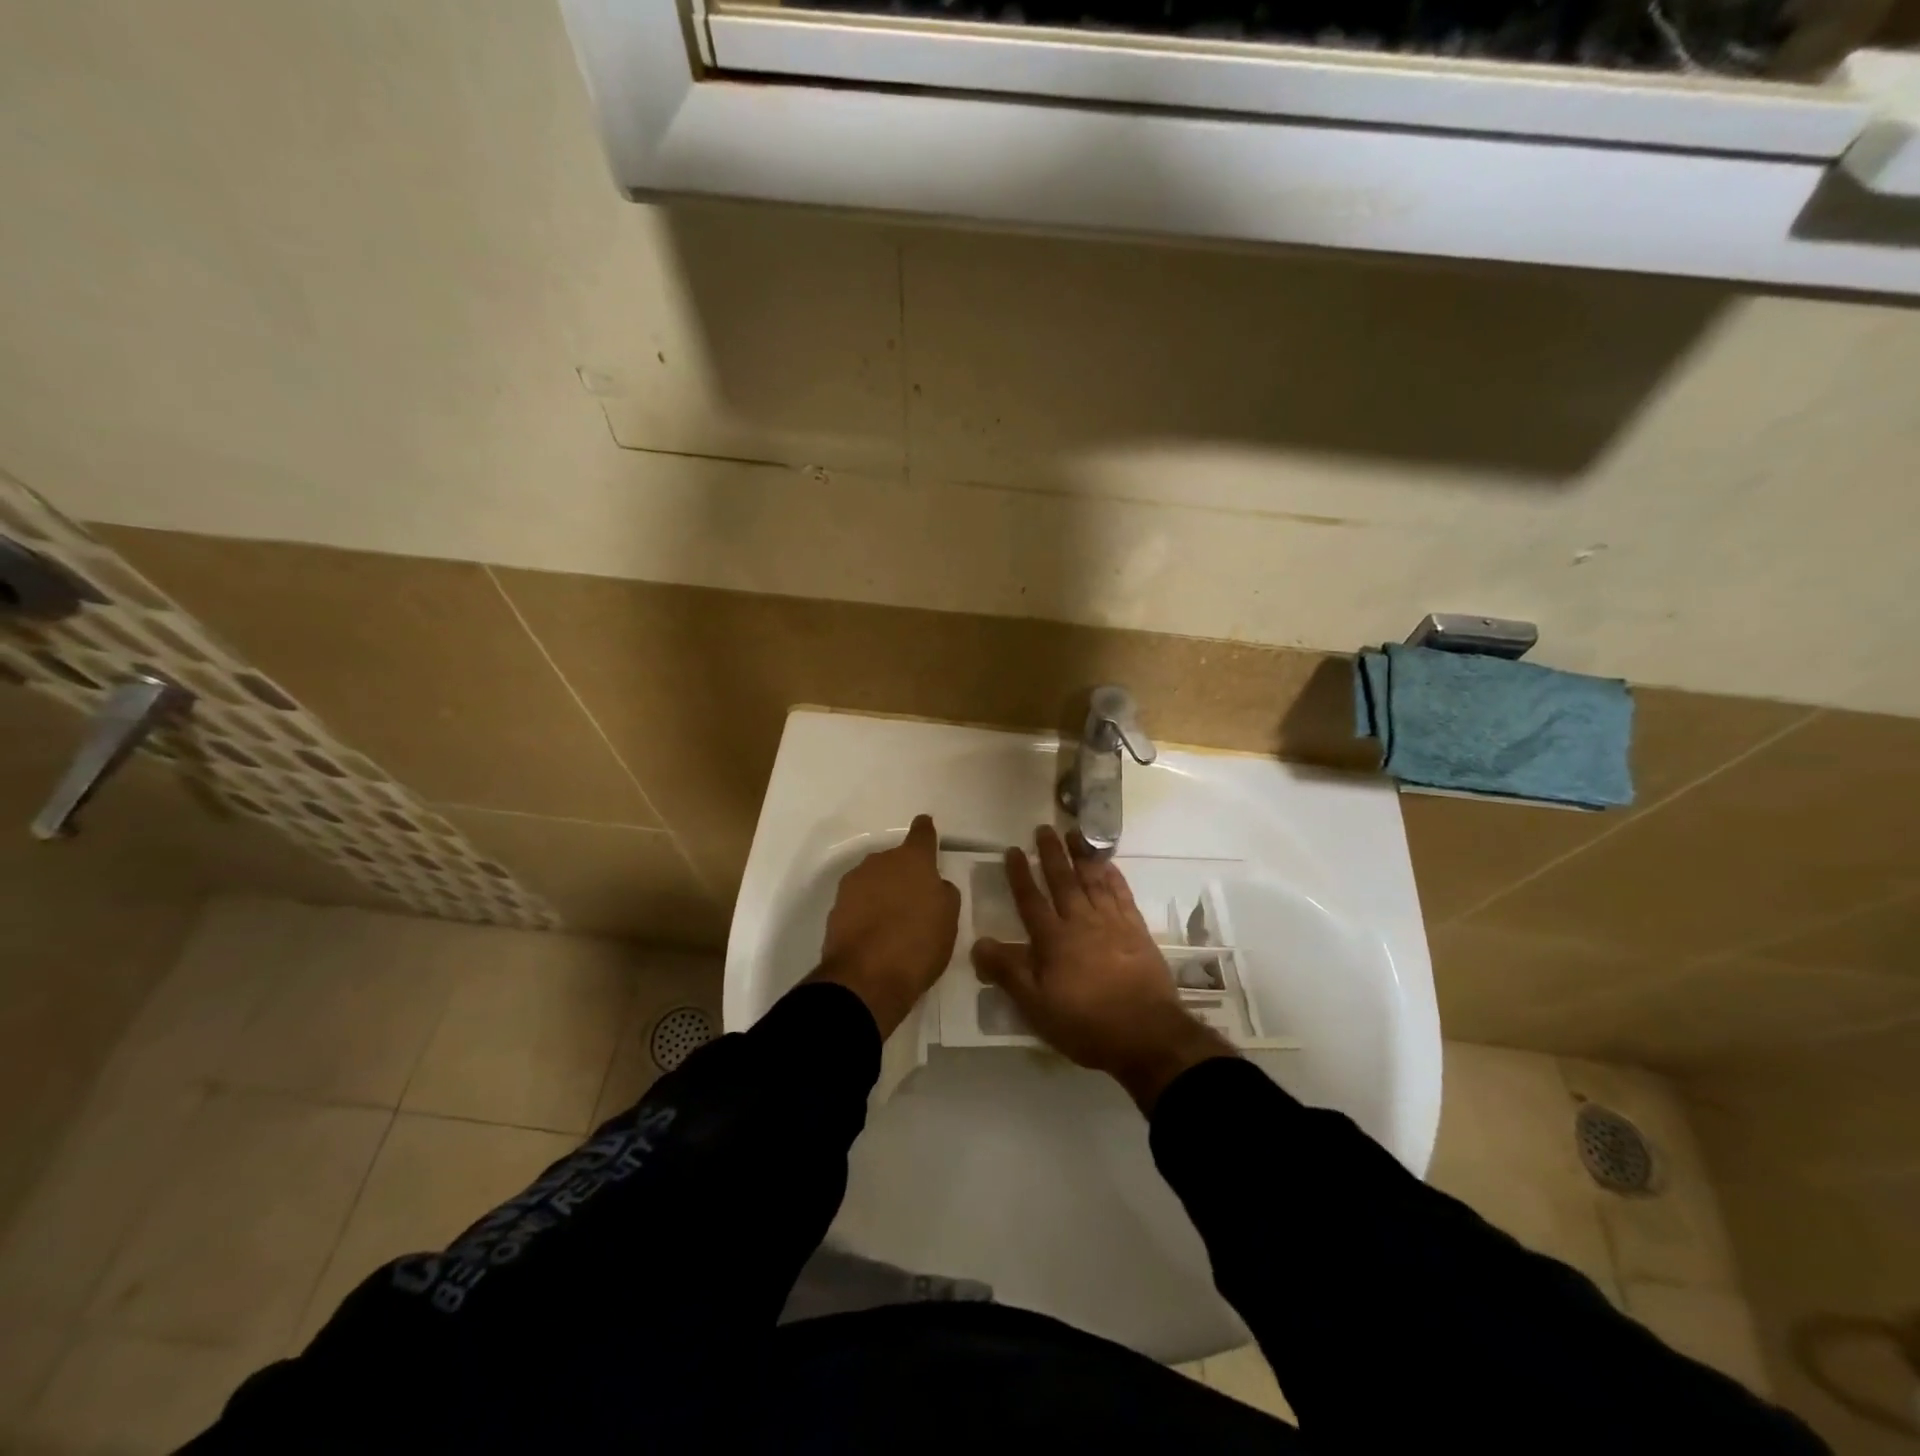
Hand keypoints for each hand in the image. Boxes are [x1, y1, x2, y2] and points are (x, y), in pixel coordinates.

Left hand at [810, 814, 960, 1038]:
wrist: (865, 979)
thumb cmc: (918, 944)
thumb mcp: (949, 919)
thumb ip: (943, 893)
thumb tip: (933, 885)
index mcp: (912, 860)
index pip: (922, 834)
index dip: (926, 830)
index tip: (926, 825)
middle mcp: (879, 862)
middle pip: (895, 860)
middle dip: (904, 873)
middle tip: (915, 899)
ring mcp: (853, 883)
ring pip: (874, 880)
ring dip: (883, 892)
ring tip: (893, 920)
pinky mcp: (835, 908)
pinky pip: (858, 902)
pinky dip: (867, 911)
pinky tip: (875, 934)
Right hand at [971, 825, 1233, 1111]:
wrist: (1146, 1034)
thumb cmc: (1085, 1024)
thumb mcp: (1036, 1007)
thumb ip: (1008, 972)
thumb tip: (977, 943)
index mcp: (1053, 940)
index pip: (1031, 900)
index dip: (1020, 875)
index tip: (1013, 850)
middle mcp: (1081, 922)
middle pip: (1063, 881)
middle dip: (1052, 854)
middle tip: (1043, 828)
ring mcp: (1112, 923)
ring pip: (1093, 880)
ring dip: (1082, 856)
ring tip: (1074, 833)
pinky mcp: (1137, 930)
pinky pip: (1122, 894)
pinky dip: (1113, 877)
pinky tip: (1108, 864)